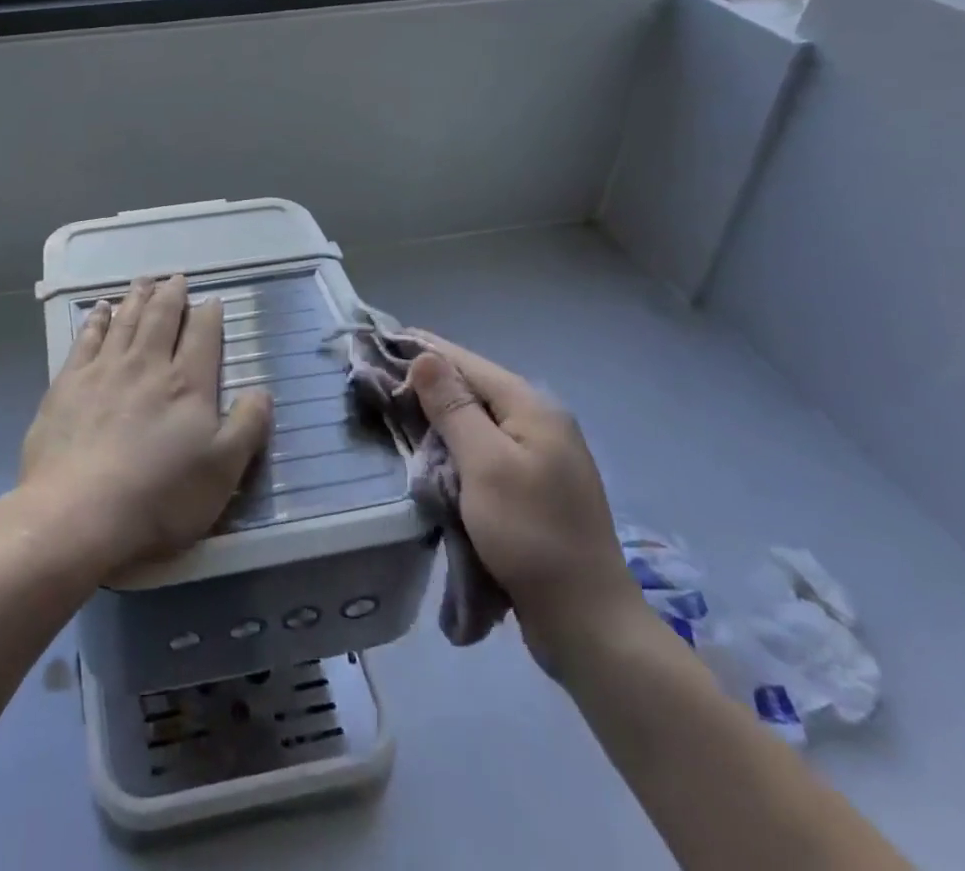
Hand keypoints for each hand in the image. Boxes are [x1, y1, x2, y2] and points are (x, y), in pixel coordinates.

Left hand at [20, 276, 273, 576]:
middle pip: (161, 318)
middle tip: (175, 278)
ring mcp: (103, 370)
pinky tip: (99, 309)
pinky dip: (96, 319)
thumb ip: (246, 427)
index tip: (211, 300)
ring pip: (125, 321)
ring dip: (137, 298)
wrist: (78, 511)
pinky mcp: (68, 383)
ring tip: (143, 281)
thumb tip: (263, 390)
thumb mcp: (222, 472)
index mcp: (186, 385)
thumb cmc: (159, 498)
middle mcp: (146, 365)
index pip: (202, 337)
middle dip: (171, 296)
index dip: (209, 316)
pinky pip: (86, 338)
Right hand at [404, 331, 645, 675]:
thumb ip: (454, 408)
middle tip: (377, 381)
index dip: (422, 349)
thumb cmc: (531, 534)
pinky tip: (430, 450)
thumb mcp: (485, 464)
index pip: (466, 362)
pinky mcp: (533, 486)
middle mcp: (540, 422)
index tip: (378, 342)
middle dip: (426, 382)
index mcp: (532, 408)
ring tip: (394, 410)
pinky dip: (454, 444)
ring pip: (477, 420)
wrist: (587, 622)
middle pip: (473, 388)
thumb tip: (426, 356)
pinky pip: (484, 449)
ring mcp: (540, 456)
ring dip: (438, 415)